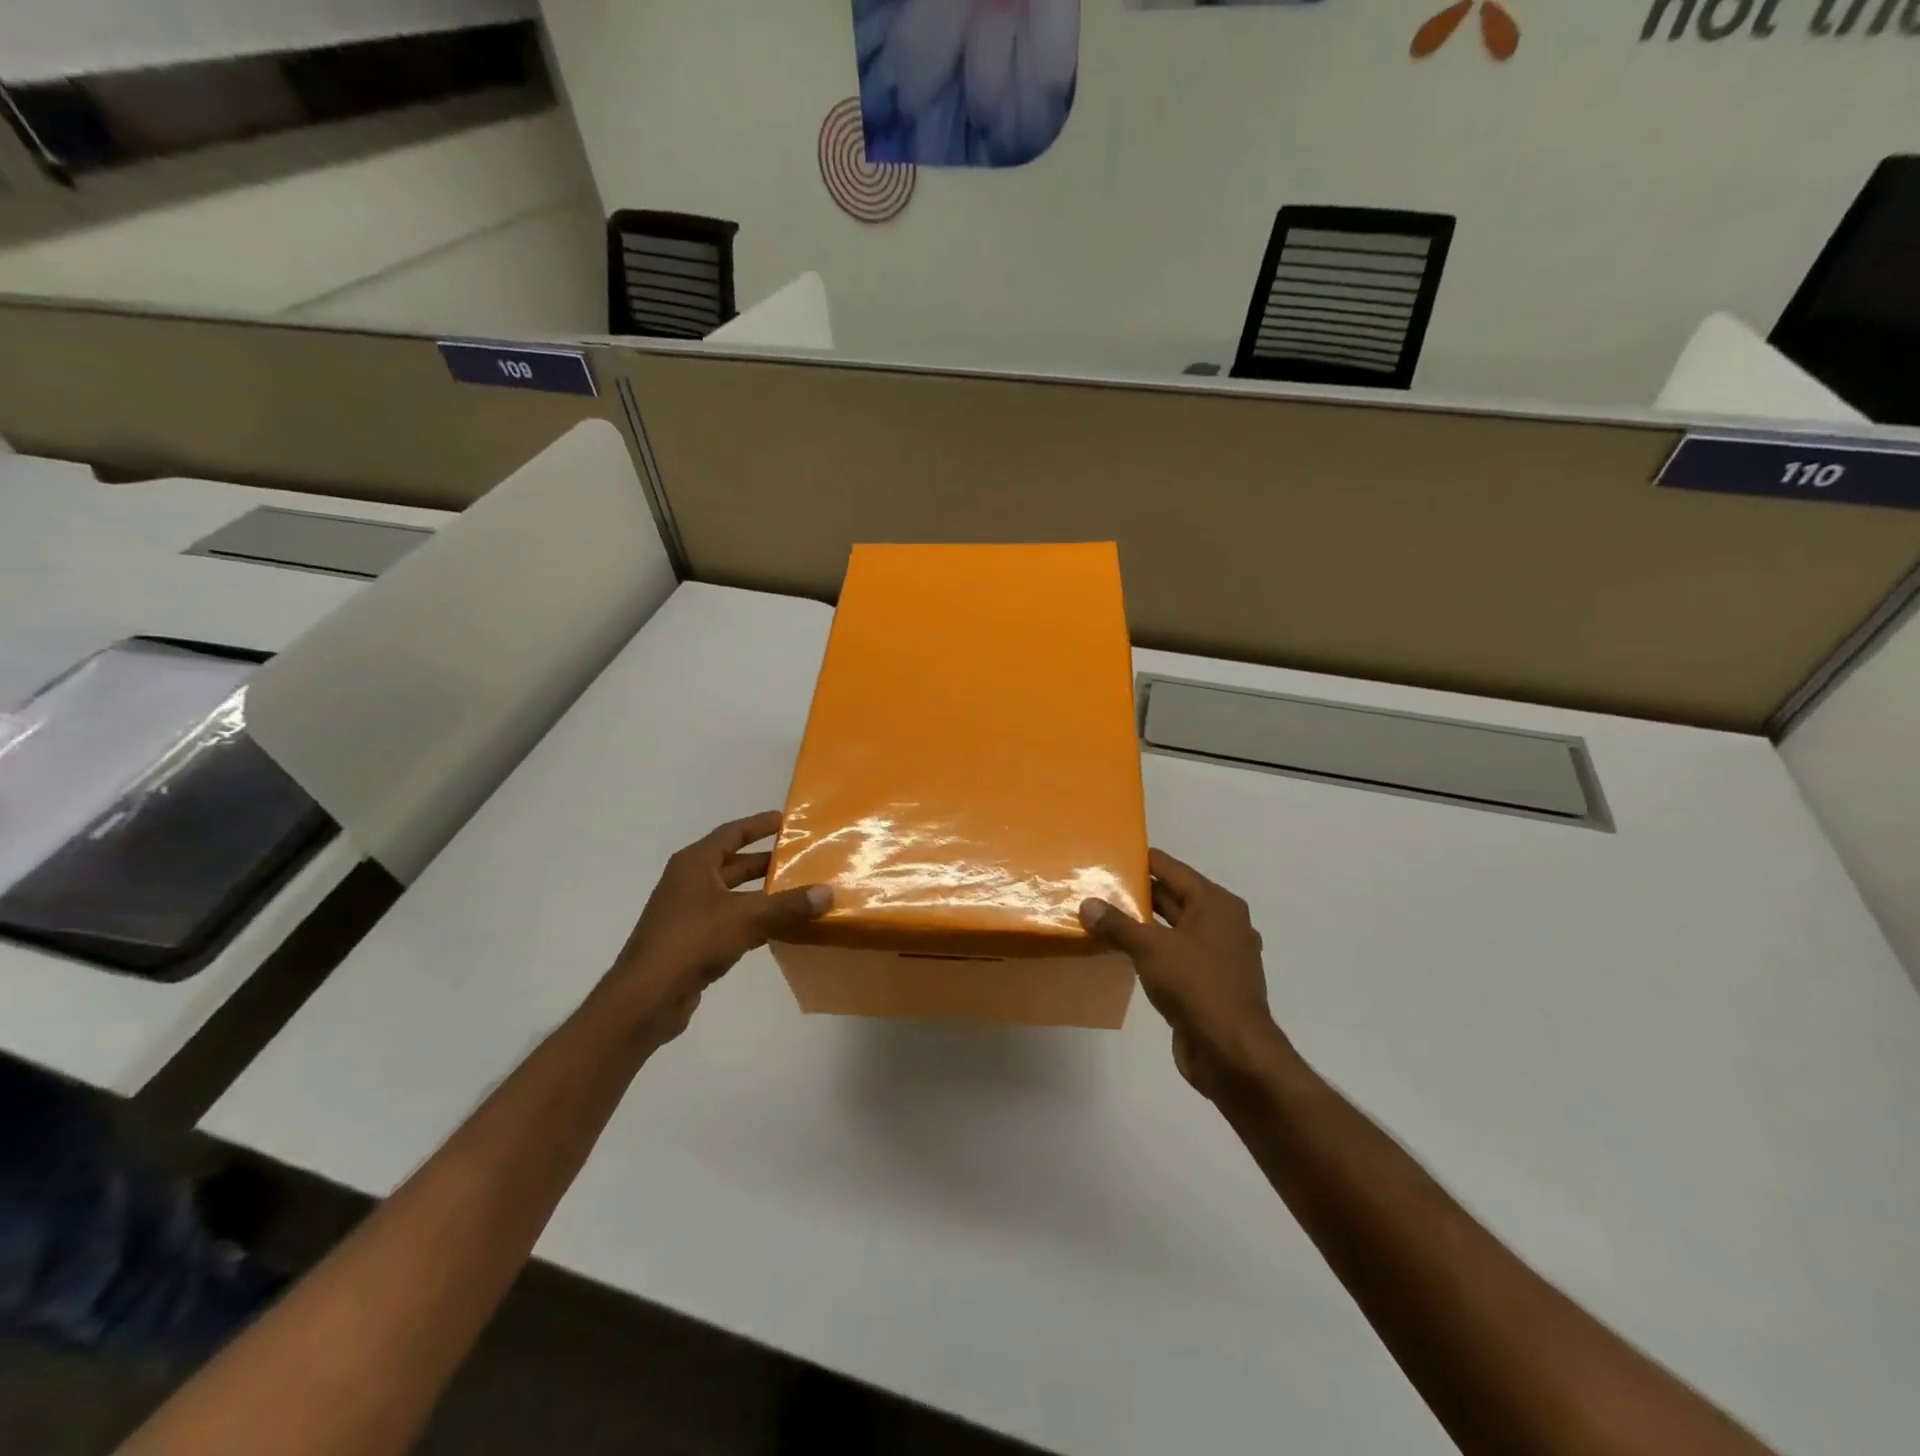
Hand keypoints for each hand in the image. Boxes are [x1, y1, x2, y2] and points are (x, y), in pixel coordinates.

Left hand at [600, 811, 829, 1048]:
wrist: (646, 998)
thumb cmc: (692, 942)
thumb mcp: (746, 918)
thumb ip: (788, 905)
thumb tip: (828, 892)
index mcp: (695, 864)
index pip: (733, 832)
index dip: (760, 824)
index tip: (789, 820)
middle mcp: (690, 882)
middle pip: (735, 864)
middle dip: (768, 861)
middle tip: (804, 858)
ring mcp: (690, 913)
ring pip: (735, 895)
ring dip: (765, 894)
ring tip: (801, 892)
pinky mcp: (694, 942)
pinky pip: (732, 922)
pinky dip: (756, 921)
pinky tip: (783, 928)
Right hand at [1081, 849, 1290, 1100]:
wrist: (1232, 1054)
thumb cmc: (1197, 987)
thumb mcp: (1151, 949)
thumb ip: (1118, 925)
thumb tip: (1087, 904)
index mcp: (1216, 905)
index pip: (1173, 870)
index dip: (1143, 861)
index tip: (1112, 853)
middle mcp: (1222, 924)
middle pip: (1174, 897)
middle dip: (1138, 893)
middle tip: (1098, 884)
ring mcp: (1217, 956)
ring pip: (1173, 929)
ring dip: (1142, 924)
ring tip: (1102, 915)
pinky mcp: (1208, 984)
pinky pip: (1175, 955)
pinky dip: (1151, 950)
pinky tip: (1122, 951)